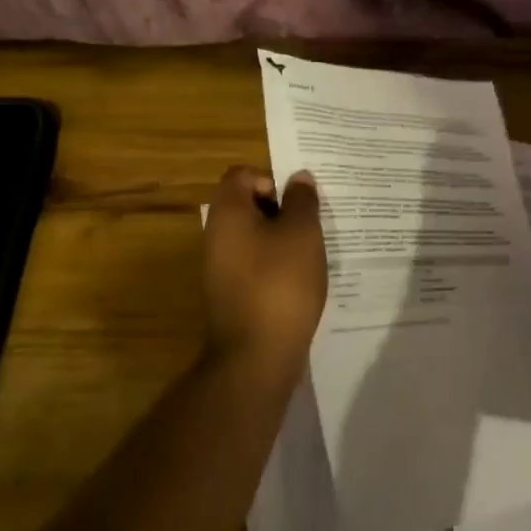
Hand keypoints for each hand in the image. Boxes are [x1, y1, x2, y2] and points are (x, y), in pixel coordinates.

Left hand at [201, 166, 326, 361]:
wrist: (258, 354)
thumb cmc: (281, 282)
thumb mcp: (302, 233)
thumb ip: (302, 200)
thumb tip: (299, 177)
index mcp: (228, 214)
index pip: (241, 175)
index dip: (270, 179)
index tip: (296, 201)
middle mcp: (217, 236)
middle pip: (247, 205)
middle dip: (282, 209)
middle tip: (312, 223)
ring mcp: (222, 267)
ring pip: (255, 236)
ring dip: (283, 238)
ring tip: (313, 252)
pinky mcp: (233, 293)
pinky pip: (256, 263)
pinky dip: (277, 264)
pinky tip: (301, 279)